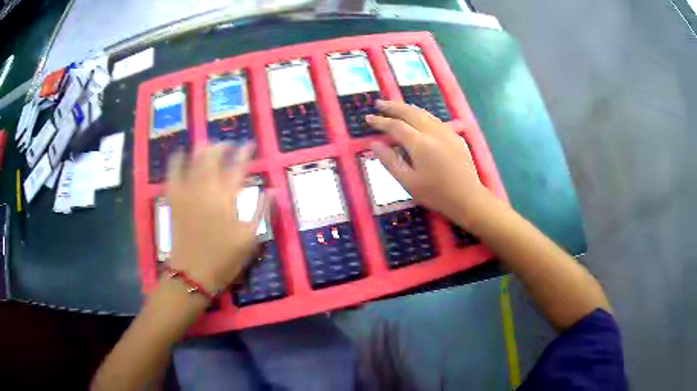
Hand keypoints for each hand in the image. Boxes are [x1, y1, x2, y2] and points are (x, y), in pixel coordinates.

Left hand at [165, 143, 267, 293]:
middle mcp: (207, 190)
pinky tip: (179, 154)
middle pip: (214, 159)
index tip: (249, 144)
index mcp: (227, 199)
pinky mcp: (174, 201)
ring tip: (207, 143)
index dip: (245, 154)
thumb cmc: (224, 260)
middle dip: (222, 147)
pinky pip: (173, 175)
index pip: (238, 168)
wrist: (192, 275)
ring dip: (201, 150)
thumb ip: (261, 212)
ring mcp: (188, 193)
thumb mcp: (250, 239)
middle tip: (228, 143)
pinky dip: (176, 162)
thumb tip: (272, 190)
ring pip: (194, 163)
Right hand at [366, 100, 488, 226]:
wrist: (468, 198)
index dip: (380, 121)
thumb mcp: (408, 182)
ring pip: (424, 113)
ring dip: (407, 108)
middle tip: (378, 103)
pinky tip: (418, 119)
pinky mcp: (455, 136)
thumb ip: (389, 161)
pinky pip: (435, 119)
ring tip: (395, 107)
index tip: (367, 118)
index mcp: (419, 143)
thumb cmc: (435, 194)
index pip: (395, 126)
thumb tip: (374, 144)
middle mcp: (433, 132)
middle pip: (410, 112)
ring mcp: (446, 132)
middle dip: (392, 106)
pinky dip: (421, 115)